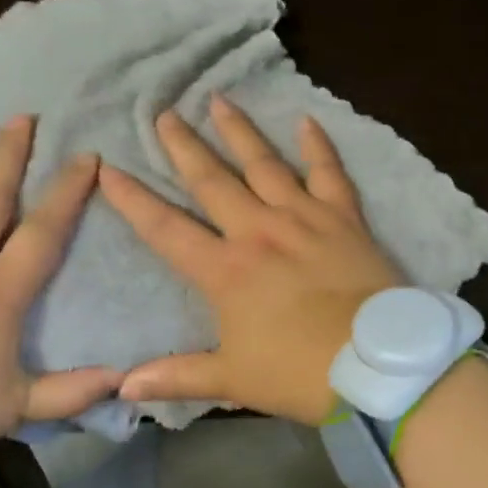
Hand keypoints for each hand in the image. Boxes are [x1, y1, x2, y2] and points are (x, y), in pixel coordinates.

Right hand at [98, 95, 401, 424]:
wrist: (379, 366)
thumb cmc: (300, 373)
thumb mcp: (233, 380)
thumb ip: (177, 377)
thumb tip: (122, 388)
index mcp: (224, 270)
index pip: (165, 228)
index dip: (133, 199)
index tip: (109, 168)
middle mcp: (257, 231)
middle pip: (211, 180)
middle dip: (183, 146)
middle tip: (163, 113)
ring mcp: (303, 218)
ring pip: (263, 164)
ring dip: (238, 131)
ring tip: (218, 99)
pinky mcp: (343, 218)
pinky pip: (329, 173)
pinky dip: (318, 145)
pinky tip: (306, 120)